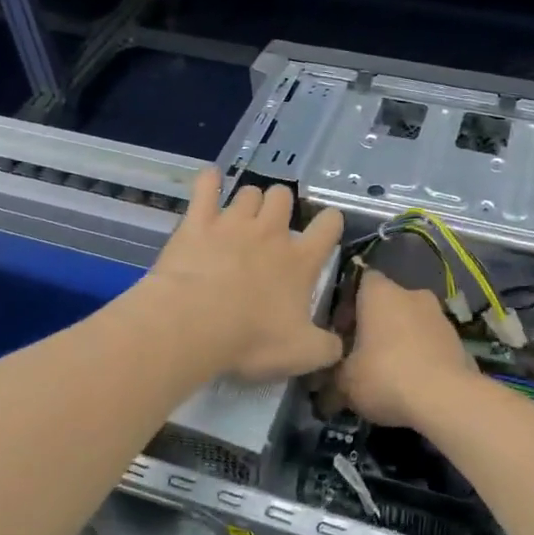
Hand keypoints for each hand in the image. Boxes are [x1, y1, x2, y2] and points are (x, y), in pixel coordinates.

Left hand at [140, 168, 344, 381]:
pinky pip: (206, 187)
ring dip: (249, 202)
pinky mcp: (198, 221)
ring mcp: (233, 222)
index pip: (329, 225)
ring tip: (241, 218)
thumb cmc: (252, 338)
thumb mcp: (302, 354)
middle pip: (283, 196)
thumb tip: (339, 347)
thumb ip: (326, 348)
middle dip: (281, 206)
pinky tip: (210, 180)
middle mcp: (270, 232)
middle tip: (272, 229)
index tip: (325, 229)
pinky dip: (209, 181)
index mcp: (300, 260)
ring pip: (249, 192)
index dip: (330, 222)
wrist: (194, 323)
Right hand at [335, 271, 477, 428]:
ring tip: (389, 374)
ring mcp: (440, 315)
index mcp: (380, 292)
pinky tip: (414, 384)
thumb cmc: (385, 376)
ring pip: (412, 322)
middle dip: (375, 325)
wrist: (445, 399)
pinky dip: (422, 356)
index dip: (349, 304)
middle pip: (387, 303)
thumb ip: (332, 376)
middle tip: (362, 355)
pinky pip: (431, 343)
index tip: (341, 332)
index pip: (361, 280)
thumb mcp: (344, 382)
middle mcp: (412, 293)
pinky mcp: (459, 340)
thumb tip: (324, 386)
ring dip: (400, 340)